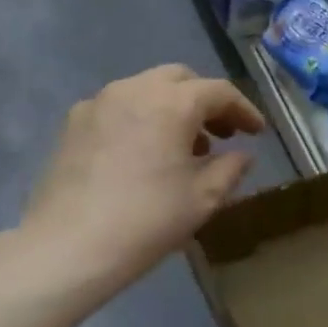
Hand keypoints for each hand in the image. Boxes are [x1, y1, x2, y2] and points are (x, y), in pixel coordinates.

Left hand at [22, 65, 265, 296]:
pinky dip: (143, 118)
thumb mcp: (203, 198)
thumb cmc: (147, 220)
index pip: (219, 92)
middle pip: (181, 79)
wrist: (69, 246)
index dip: (244, 110)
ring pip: (147, 89)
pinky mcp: (74, 123)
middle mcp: (134, 89)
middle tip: (223, 134)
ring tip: (186, 148)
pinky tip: (145, 153)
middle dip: (206, 101)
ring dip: (174, 108)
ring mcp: (98, 103)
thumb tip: (242, 155)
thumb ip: (231, 168)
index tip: (258, 133)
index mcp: (171, 103)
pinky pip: (119, 107)